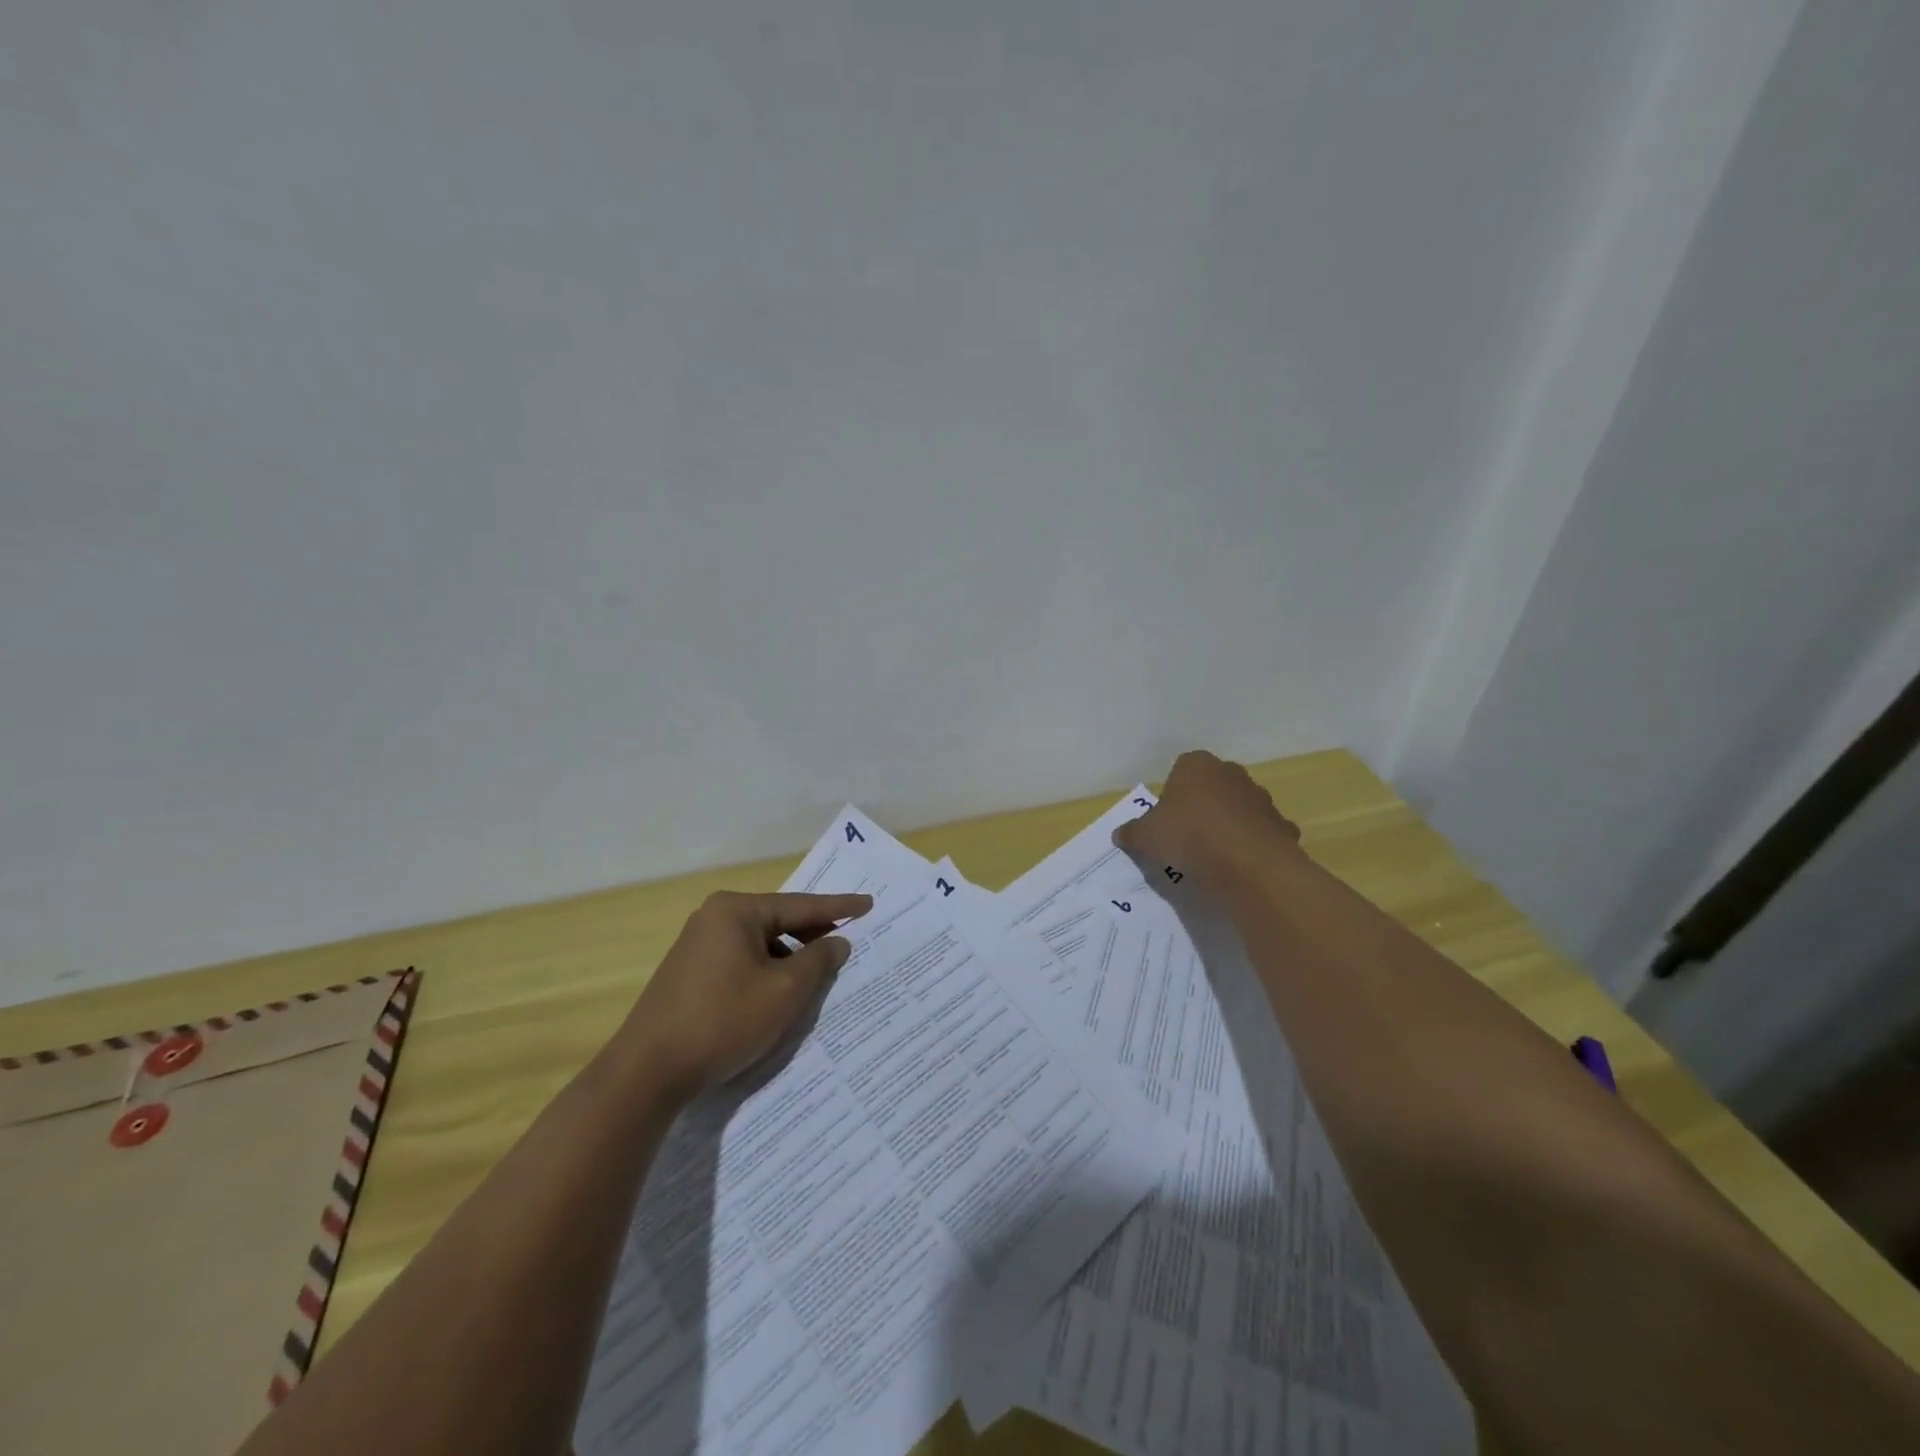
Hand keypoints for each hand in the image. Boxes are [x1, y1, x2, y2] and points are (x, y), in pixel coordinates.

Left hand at [616, 890, 873, 1098]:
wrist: (646, 1072)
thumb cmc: (723, 1021)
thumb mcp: (784, 992)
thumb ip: (818, 961)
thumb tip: (837, 941)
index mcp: (736, 910)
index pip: (801, 905)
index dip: (839, 908)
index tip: (869, 904)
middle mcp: (714, 917)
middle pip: (778, 921)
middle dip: (813, 934)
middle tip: (847, 942)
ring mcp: (697, 944)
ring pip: (760, 944)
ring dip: (790, 957)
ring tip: (818, 975)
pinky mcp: (689, 972)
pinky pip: (741, 960)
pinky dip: (766, 971)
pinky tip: (780, 993)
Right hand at [1115, 751, 1300, 883]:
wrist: (1247, 864)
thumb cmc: (1188, 836)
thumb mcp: (1145, 837)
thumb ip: (1132, 833)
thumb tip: (1121, 834)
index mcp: (1197, 766)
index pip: (1181, 769)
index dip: (1172, 794)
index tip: (1166, 820)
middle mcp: (1232, 774)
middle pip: (1212, 787)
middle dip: (1202, 807)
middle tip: (1186, 837)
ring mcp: (1261, 799)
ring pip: (1239, 809)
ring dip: (1229, 826)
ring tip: (1213, 856)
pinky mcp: (1282, 826)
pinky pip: (1261, 834)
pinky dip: (1253, 846)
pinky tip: (1240, 867)